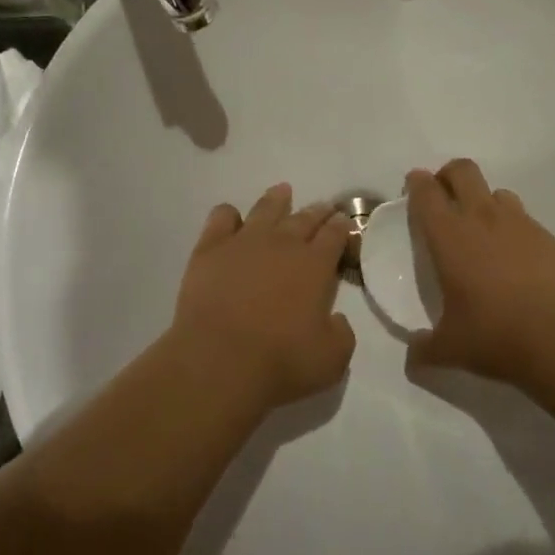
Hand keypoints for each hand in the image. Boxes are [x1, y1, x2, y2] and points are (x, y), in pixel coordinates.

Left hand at [168, 184, 355, 413]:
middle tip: (324, 208)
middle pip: (305, 217)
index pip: (335, 235)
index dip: (342, 227)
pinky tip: (232, 217)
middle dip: (318, 211)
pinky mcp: (210, 248)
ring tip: (283, 191)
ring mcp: (244, 241)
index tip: (344, 222)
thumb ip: (341, 333)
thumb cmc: (281, 362)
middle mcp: (283, 243)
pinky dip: (229, 214)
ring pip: (265, 208)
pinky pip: (222, 217)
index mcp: (316, 265)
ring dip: (277, 199)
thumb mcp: (332, 359)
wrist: (219, 360)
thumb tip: (336, 318)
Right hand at [405, 159, 554, 384]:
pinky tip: (515, 258)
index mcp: (448, 235)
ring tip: (482, 230)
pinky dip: (513, 227)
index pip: (426, 191)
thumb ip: (425, 349)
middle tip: (444, 197)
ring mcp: (519, 224)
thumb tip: (413, 358)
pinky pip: (524, 219)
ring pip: (497, 191)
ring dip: (484, 201)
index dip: (417, 183)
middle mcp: (481, 218)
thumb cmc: (494, 335)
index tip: (413, 187)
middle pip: (463, 171)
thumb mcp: (450, 348)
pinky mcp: (548, 238)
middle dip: (449, 175)